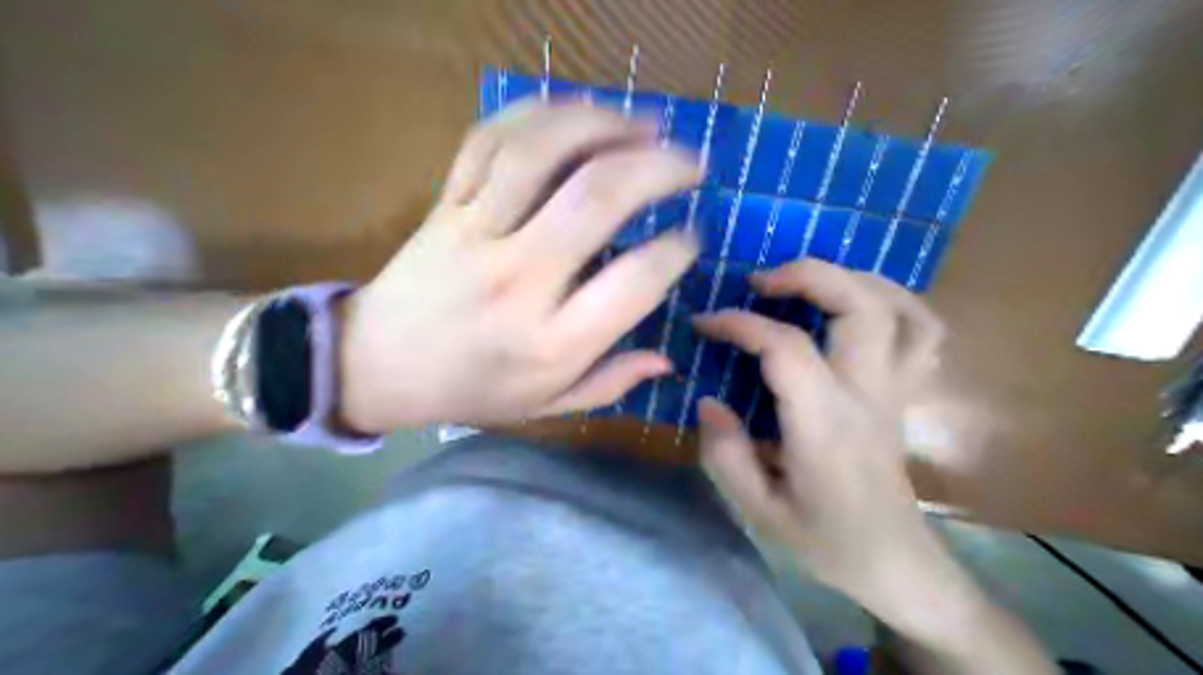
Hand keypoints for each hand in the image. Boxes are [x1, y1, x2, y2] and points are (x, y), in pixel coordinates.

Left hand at [339, 99, 700, 432]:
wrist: (377, 366)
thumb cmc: (472, 392)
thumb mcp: (548, 405)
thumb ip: (610, 383)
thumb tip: (666, 360)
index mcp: (549, 342)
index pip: (633, 283)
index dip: (675, 253)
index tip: (690, 239)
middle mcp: (518, 280)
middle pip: (597, 200)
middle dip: (658, 169)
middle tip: (692, 164)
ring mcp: (474, 233)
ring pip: (544, 151)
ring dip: (606, 126)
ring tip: (647, 125)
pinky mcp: (445, 205)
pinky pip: (492, 138)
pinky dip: (543, 114)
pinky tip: (579, 115)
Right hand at [696, 262, 949, 618]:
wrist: (897, 566)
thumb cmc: (822, 539)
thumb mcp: (756, 509)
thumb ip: (724, 454)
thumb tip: (708, 401)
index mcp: (826, 425)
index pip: (786, 348)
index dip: (739, 324)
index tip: (704, 322)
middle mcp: (868, 395)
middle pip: (859, 306)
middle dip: (806, 277)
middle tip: (758, 281)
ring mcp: (896, 389)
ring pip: (897, 308)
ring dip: (847, 279)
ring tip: (801, 282)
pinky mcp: (904, 390)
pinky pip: (920, 328)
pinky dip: (888, 299)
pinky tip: (850, 302)